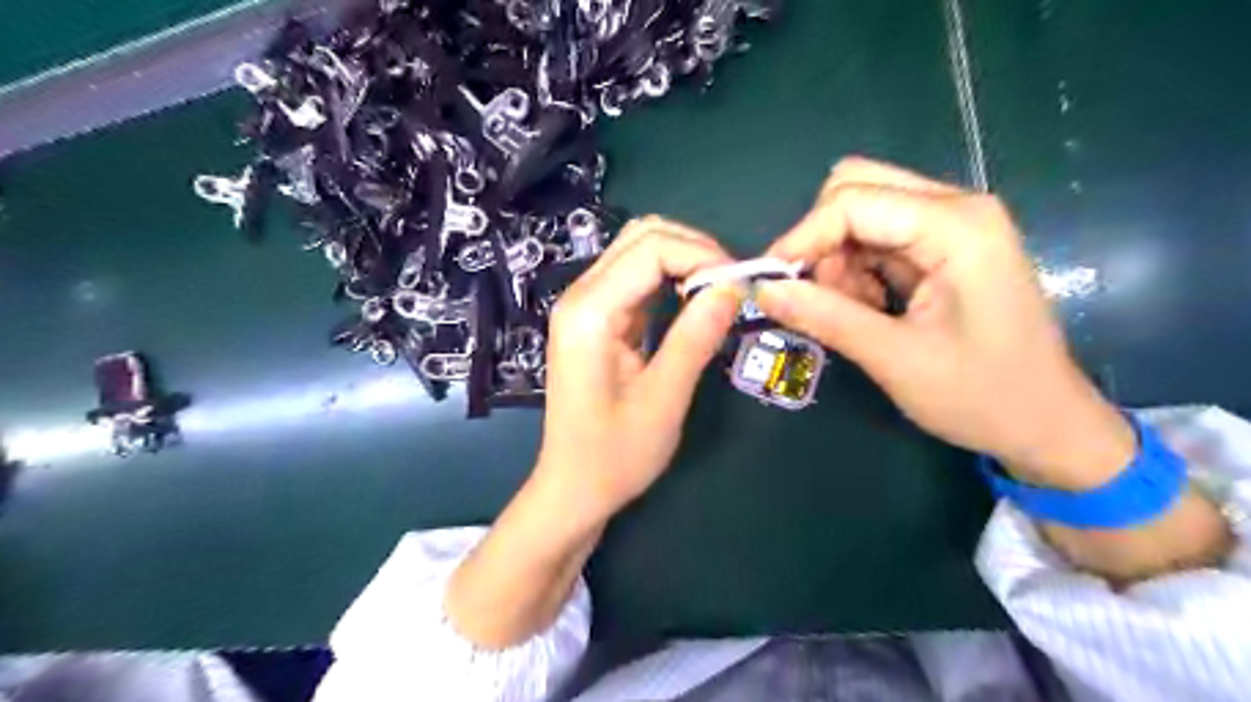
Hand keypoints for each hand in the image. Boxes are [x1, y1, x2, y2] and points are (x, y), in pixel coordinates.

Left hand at [538, 217, 741, 517]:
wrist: (573, 488)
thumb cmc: (615, 456)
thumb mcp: (664, 400)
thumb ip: (696, 337)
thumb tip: (734, 285)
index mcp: (590, 313)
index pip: (652, 249)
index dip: (703, 256)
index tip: (741, 286)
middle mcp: (580, 296)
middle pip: (642, 236)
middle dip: (694, 250)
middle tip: (732, 287)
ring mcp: (584, 305)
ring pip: (639, 251)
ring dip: (684, 261)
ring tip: (719, 294)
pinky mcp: (595, 318)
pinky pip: (635, 279)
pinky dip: (670, 279)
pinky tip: (693, 302)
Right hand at [752, 155, 1135, 486]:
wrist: (1045, 423)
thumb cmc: (981, 395)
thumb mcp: (894, 359)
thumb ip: (825, 317)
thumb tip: (762, 290)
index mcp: (956, 226)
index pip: (852, 201)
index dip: (801, 237)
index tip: (769, 283)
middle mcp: (956, 208)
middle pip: (856, 188)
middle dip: (822, 240)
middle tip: (818, 296)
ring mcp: (952, 224)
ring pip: (861, 213)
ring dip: (838, 260)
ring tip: (853, 313)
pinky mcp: (943, 246)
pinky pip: (876, 238)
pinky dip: (856, 270)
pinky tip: (871, 308)